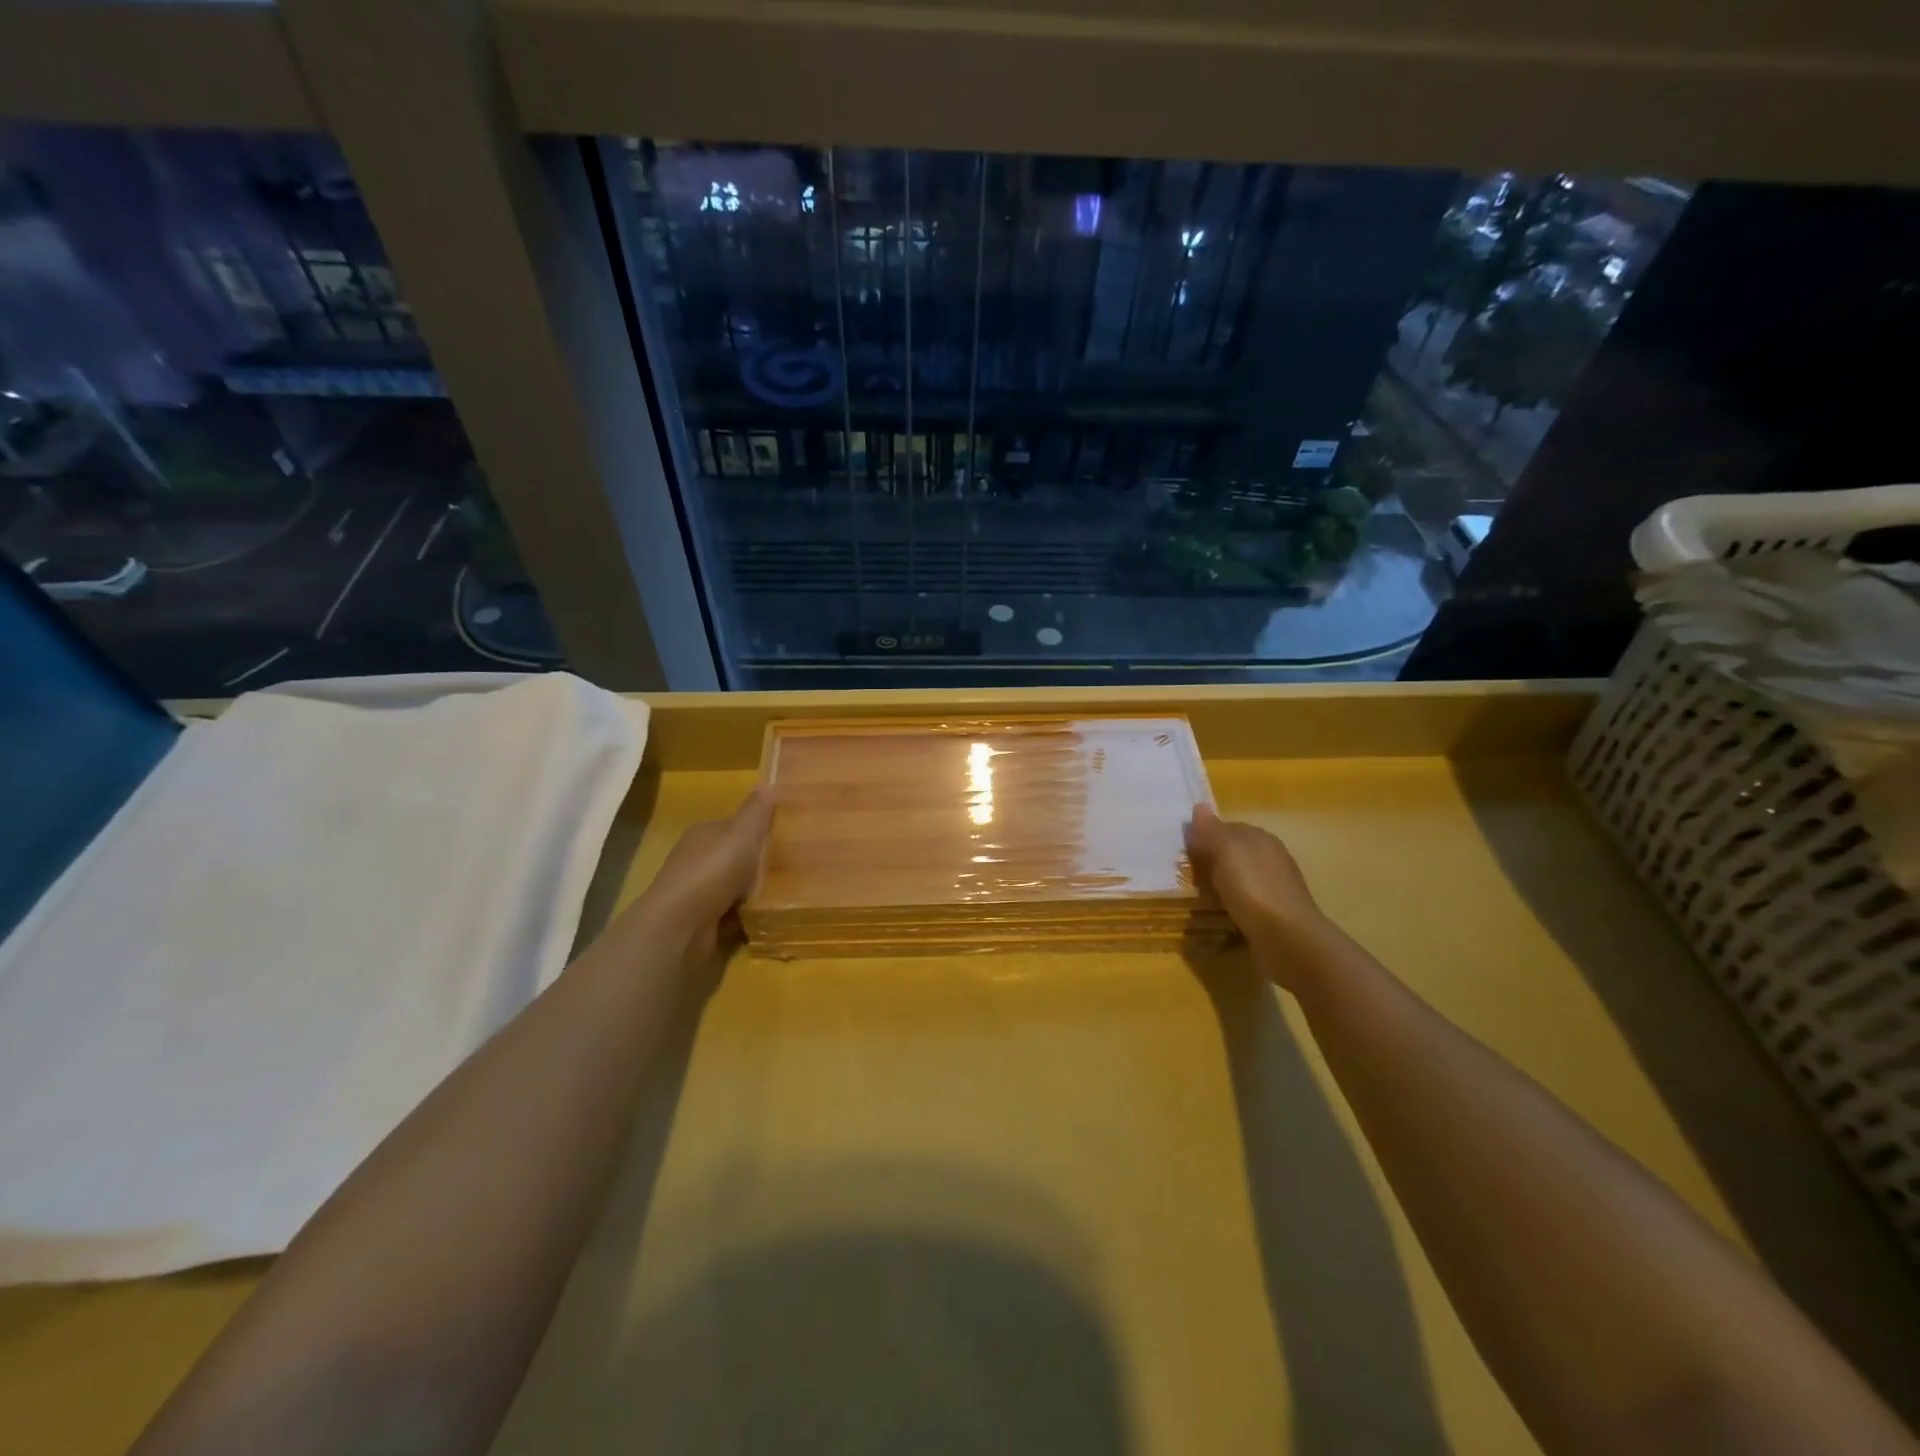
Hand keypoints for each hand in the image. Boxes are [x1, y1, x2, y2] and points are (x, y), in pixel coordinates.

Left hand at [631, 787, 772, 963]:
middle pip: (733, 856)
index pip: (733, 826)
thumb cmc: (714, 870)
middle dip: (757, 861)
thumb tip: (768, 783)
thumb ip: (756, 811)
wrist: (681, 924)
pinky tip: (766, 916)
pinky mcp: (701, 921)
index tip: (785, 834)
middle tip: (792, 865)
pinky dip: (746, 915)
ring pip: (733, 886)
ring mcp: (697, 892)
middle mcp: (696, 860)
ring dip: (753, 890)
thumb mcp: (742, 833)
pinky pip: (732, 913)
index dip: (757, 828)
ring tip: (786, 892)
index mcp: (703, 834)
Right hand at [1184, 805, 1327, 980]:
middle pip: (1232, 854)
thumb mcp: (1226, 852)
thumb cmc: (1253, 889)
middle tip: (1184, 876)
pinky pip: (1242, 904)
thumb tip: (1199, 806)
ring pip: (1237, 880)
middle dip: (1210, 862)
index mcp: (1261, 839)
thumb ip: (1211, 830)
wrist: (1287, 939)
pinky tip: (1216, 916)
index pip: (1227, 828)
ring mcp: (1272, 888)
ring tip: (1194, 898)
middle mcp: (1270, 859)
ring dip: (1218, 887)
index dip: (1204, 836)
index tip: (1182, 851)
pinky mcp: (1271, 915)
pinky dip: (1228, 907)